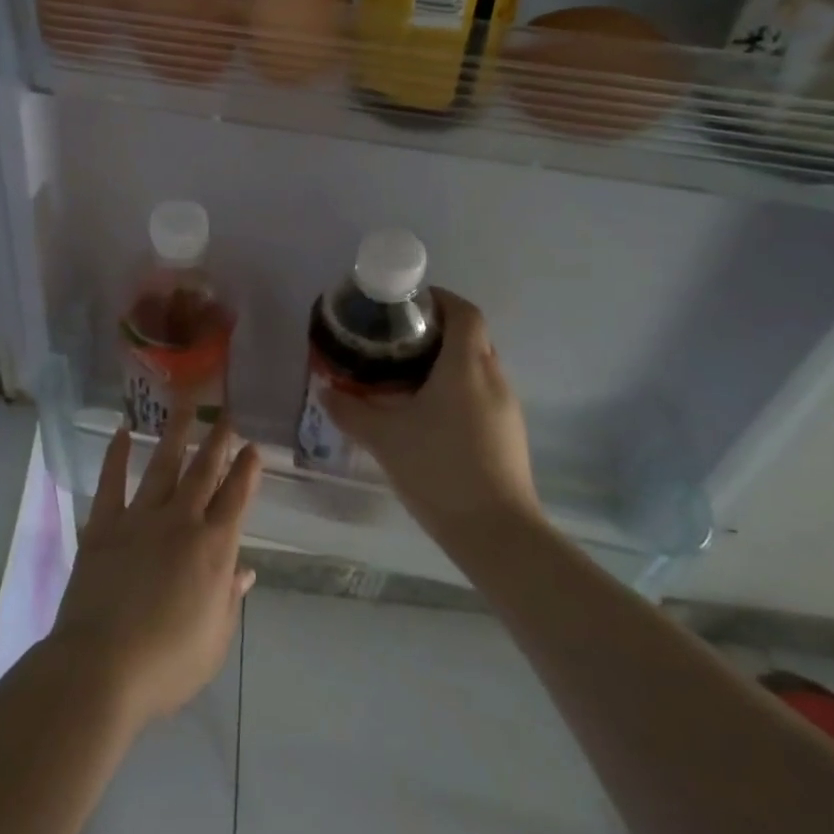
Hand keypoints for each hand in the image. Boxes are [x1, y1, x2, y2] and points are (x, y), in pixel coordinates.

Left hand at [48, 416, 260, 731]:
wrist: (101, 667)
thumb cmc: (166, 665)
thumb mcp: (214, 641)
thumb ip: (229, 599)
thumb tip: (244, 570)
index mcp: (213, 550)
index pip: (236, 500)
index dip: (247, 472)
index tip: (253, 447)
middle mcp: (180, 522)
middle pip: (203, 473)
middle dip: (217, 442)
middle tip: (226, 416)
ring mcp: (140, 518)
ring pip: (163, 466)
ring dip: (175, 435)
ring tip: (184, 406)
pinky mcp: (104, 525)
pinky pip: (112, 482)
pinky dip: (116, 456)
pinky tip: (122, 433)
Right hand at [322, 289, 540, 543]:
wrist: (496, 533)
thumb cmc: (439, 469)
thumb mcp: (384, 437)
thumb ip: (350, 411)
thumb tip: (324, 391)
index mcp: (466, 366)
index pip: (464, 312)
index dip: (440, 299)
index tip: (408, 304)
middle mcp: (493, 378)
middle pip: (471, 337)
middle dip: (436, 331)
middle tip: (396, 341)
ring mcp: (506, 408)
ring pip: (477, 367)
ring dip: (446, 363)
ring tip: (406, 377)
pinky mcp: (509, 434)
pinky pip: (482, 394)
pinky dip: (457, 390)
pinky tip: (428, 416)